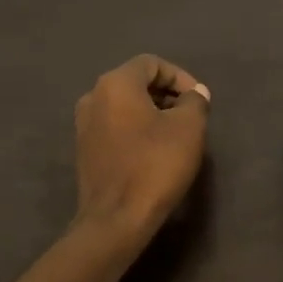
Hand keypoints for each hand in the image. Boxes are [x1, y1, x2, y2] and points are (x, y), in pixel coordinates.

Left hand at [74, 55, 211, 240]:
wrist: (116, 218)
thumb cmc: (155, 165)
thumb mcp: (189, 128)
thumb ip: (195, 102)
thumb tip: (195, 94)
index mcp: (115, 84)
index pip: (151, 64)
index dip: (180, 77)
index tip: (198, 99)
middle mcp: (93, 97)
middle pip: (135, 83)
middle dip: (166, 95)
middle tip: (190, 115)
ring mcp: (84, 126)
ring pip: (124, 107)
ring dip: (151, 113)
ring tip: (176, 134)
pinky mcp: (85, 151)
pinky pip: (115, 128)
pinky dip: (136, 130)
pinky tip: (154, 152)